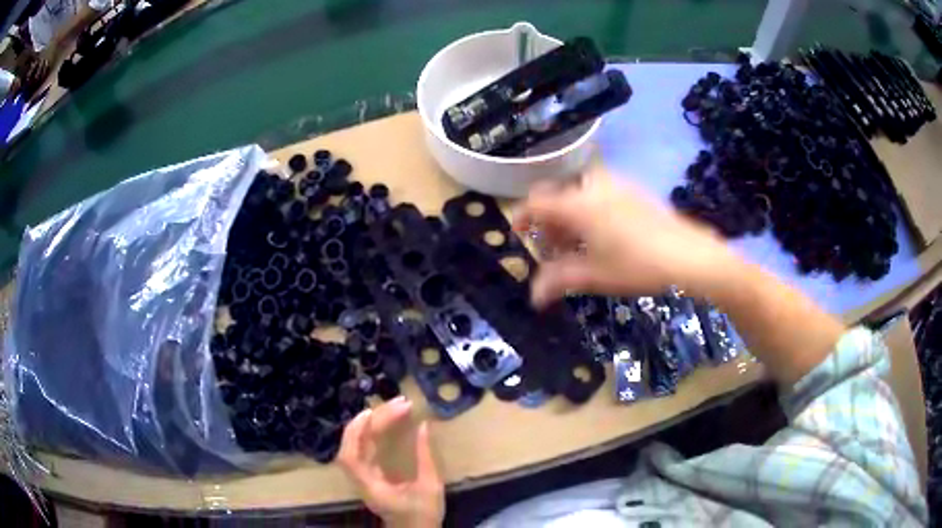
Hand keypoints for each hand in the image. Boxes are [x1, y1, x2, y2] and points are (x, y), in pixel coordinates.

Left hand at [338, 397, 443, 527]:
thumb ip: (426, 457)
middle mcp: (361, 480)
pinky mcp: (369, 475)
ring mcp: (363, 477)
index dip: (356, 433)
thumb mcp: (430, 487)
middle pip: (352, 446)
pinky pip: (363, 448)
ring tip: (391, 407)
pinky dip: (370, 432)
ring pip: (356, 445)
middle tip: (398, 403)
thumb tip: (424, 426)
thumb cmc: (423, 514)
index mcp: (371, 486)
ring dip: (369, 424)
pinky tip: (383, 421)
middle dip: (370, 421)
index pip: (350, 457)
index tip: (373, 413)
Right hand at [513, 167, 738, 306]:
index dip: (522, 217)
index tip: (519, 234)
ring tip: (580, 245)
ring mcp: (617, 186)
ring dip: (570, 217)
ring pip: (579, 194)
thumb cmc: (638, 266)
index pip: (537, 202)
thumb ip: (559, 281)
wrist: (691, 256)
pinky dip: (590, 211)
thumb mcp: (595, 276)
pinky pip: (599, 194)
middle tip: (554, 249)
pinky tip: (605, 235)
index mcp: (578, 205)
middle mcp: (594, 188)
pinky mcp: (634, 191)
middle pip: (557, 197)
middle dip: (549, 222)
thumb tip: (534, 297)